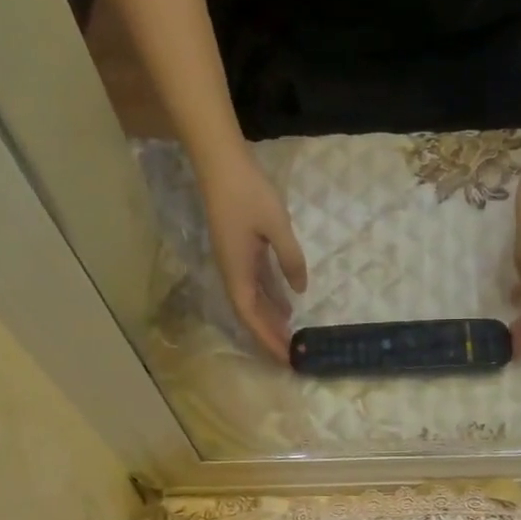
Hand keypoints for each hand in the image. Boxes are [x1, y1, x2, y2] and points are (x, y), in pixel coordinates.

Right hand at [198, 152, 307, 362]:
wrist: (220, 161)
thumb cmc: (248, 192)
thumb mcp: (277, 226)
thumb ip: (290, 259)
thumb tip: (300, 291)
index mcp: (237, 271)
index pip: (252, 316)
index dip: (268, 339)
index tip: (286, 358)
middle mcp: (232, 272)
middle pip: (251, 314)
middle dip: (270, 336)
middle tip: (293, 356)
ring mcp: (235, 261)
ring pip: (253, 300)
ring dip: (271, 319)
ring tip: (292, 337)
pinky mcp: (240, 250)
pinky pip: (256, 284)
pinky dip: (270, 298)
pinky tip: (287, 304)